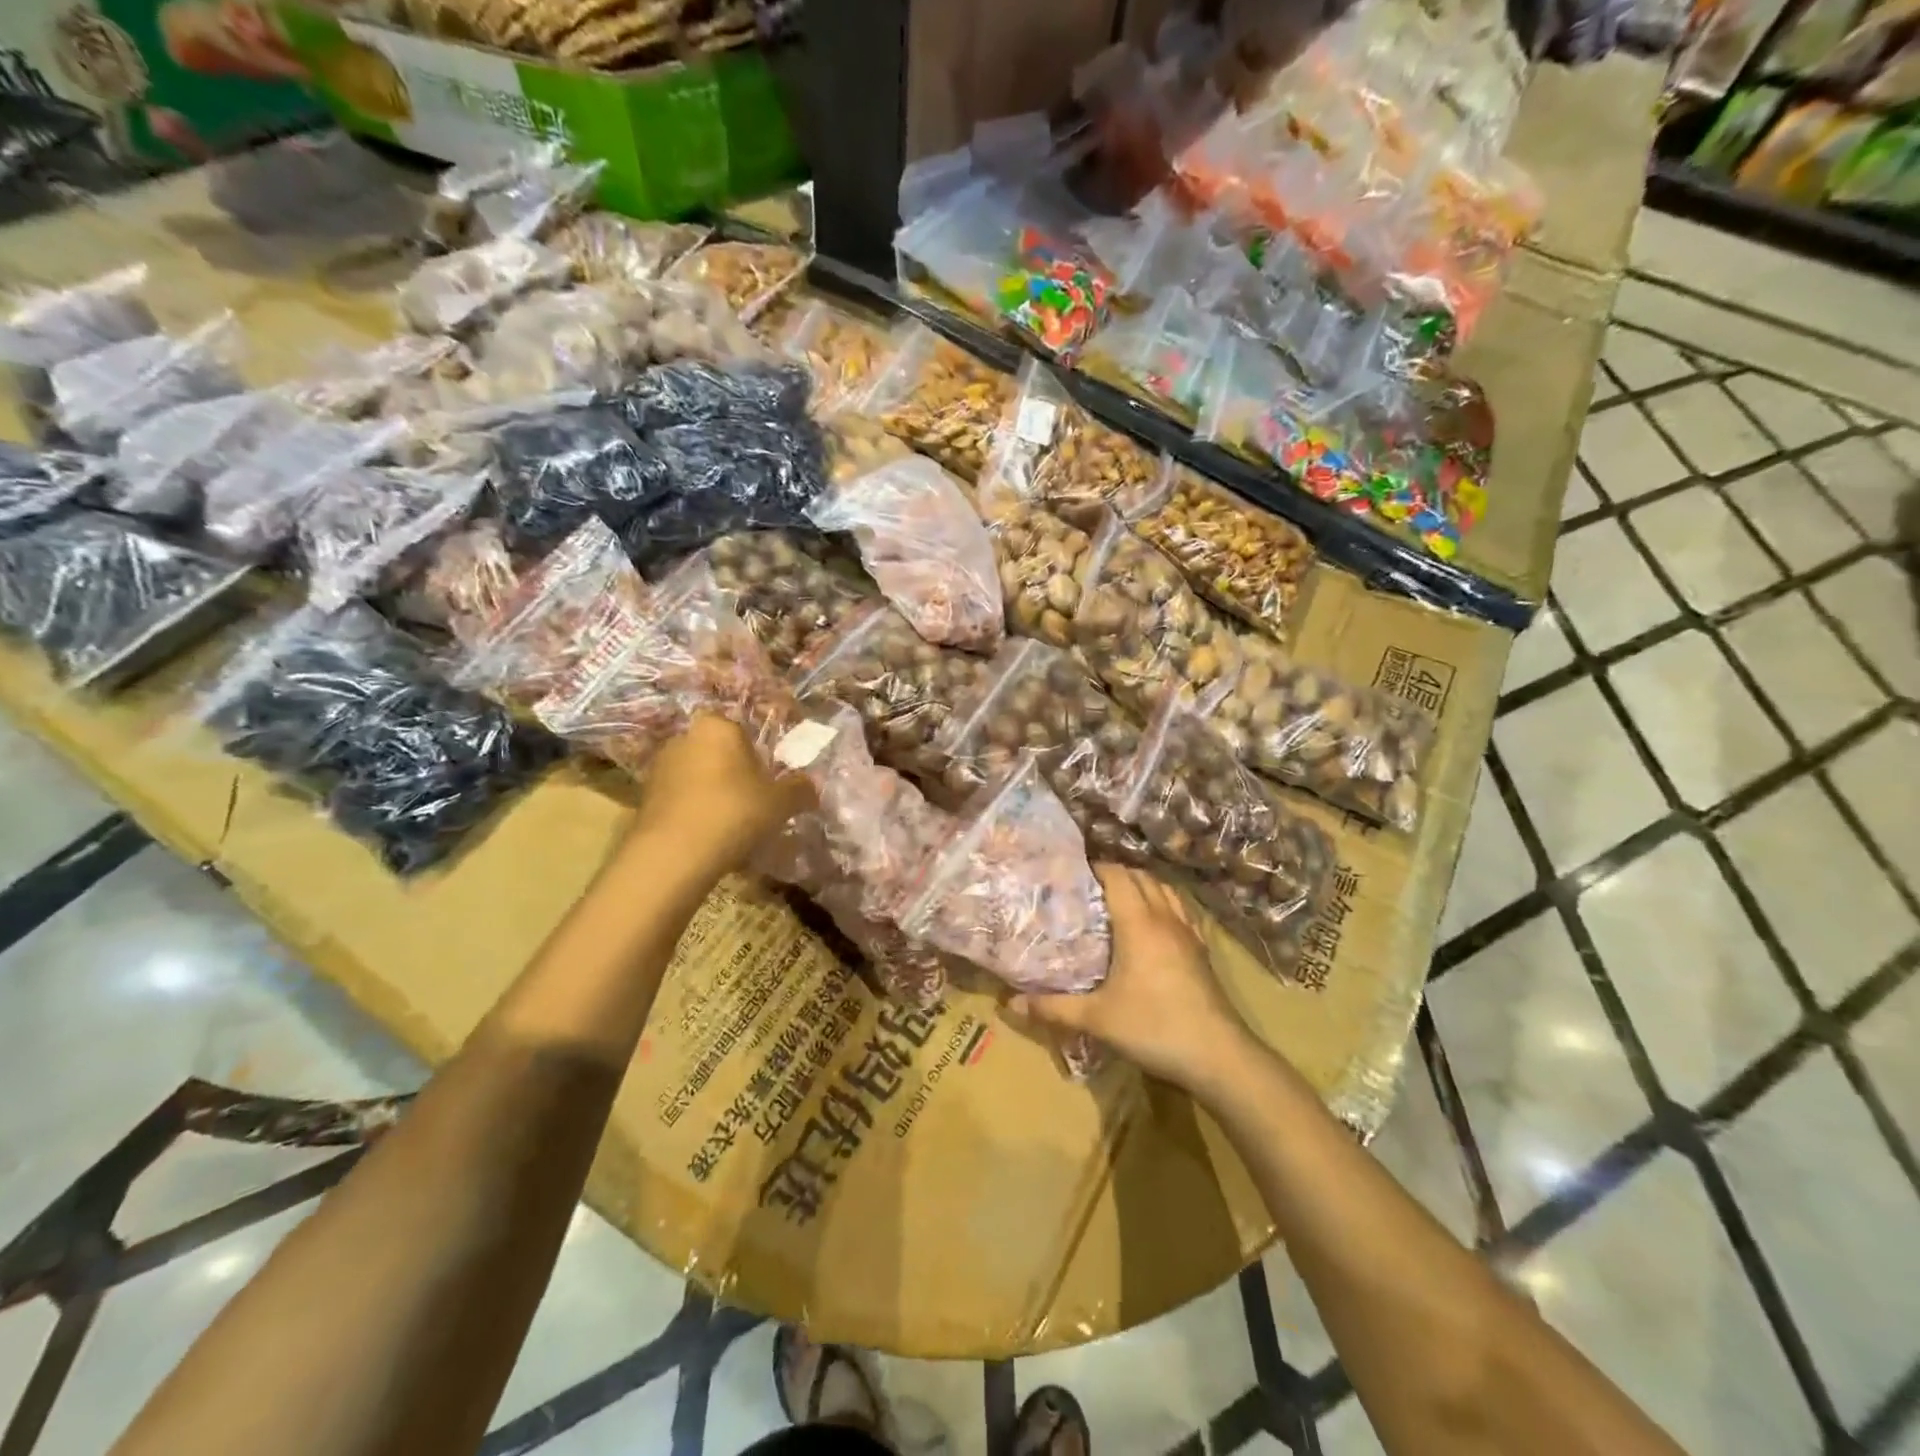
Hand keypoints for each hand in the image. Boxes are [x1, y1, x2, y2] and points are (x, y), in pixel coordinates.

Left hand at [630, 715, 814, 875]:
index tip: (770, 782)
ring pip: (699, 777)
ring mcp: (660, 767)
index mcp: (718, 727)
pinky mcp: (645, 797)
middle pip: (720, 753)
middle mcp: (685, 737)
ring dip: (714, 795)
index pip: (744, 731)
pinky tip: (709, 839)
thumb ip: (800, 789)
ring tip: (733, 827)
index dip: (760, 756)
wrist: (673, 855)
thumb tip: (811, 786)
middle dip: (736, 775)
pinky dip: (695, 813)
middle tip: (755, 804)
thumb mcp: (781, 802)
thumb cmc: (734, 812)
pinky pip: (681, 799)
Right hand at [1012, 866, 1254, 1090]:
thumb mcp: (1097, 1019)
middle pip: (1141, 877)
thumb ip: (1054, 1008)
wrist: (1218, 1055)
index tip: (1072, 874)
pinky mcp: (1202, 951)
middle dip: (1115, 874)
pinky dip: (1165, 904)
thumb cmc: (1154, 1027)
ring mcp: (1188, 933)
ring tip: (1118, 900)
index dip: (1096, 867)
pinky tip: (1154, 925)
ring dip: (1142, 886)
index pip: (1117, 875)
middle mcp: (1164, 918)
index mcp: (1138, 923)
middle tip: (1088, 889)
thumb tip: (1011, 1003)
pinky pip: (1181, 911)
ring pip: (1165, 891)